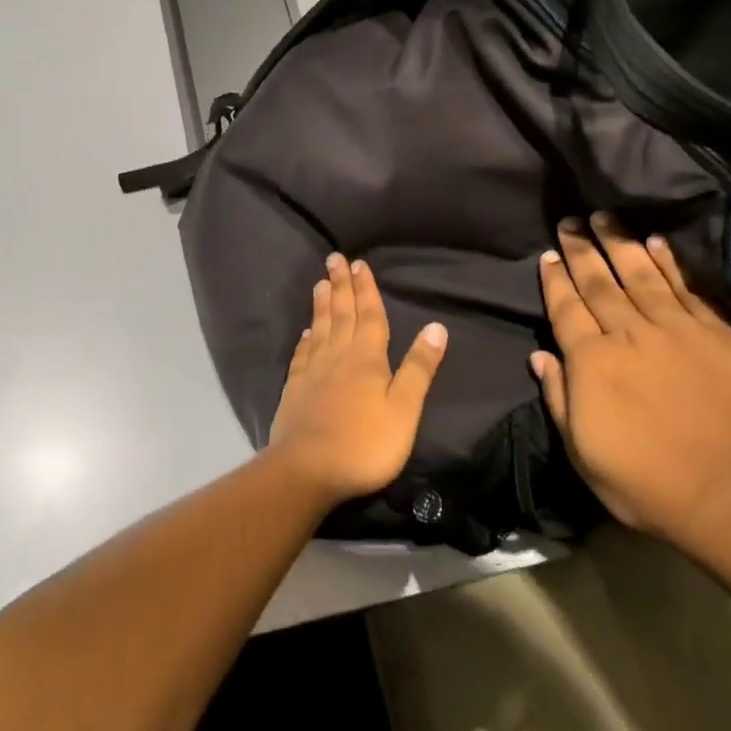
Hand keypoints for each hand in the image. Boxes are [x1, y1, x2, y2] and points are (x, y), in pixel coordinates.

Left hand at [266, 253, 448, 507]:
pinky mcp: (294, 391)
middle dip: (341, 286)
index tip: (359, 264)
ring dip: (322, 305)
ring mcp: (312, 373)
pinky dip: (305, 340)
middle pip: (341, 315)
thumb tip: (436, 326)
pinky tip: (306, 332)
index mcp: (367, 359)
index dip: (366, 290)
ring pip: (320, 330)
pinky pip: (302, 356)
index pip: (370, 316)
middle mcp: (338, 357)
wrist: (308, 471)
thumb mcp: (404, 408)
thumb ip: (419, 368)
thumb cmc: (365, 444)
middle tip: (335, 259)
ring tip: (320, 283)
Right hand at [530, 214, 730, 552]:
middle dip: (581, 251)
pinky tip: (657, 244)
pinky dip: (670, 265)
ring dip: (621, 244)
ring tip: (606, 217)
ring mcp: (680, 331)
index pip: (567, 309)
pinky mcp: (722, 336)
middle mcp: (632, 335)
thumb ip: (559, 398)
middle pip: (600, 284)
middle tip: (570, 221)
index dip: (555, 280)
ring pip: (642, 276)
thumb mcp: (582, 452)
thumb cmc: (646, 482)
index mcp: (594, 362)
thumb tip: (540, 355)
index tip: (548, 255)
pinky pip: (689, 290)